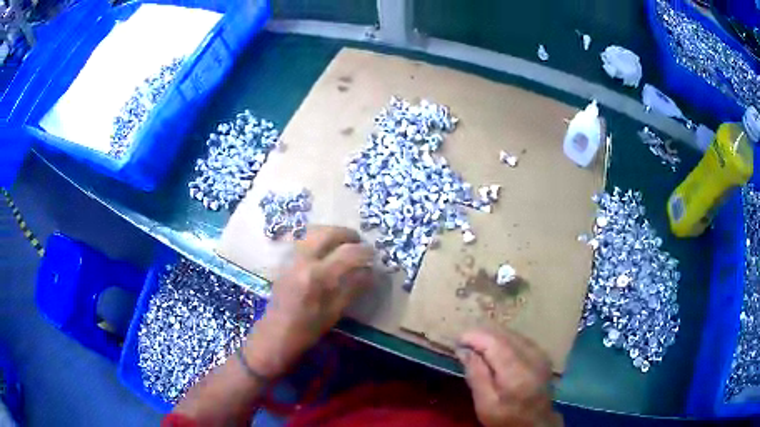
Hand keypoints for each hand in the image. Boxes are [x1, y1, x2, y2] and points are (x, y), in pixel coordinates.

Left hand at [244, 226, 373, 378]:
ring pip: (313, 231)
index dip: (364, 251)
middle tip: (358, 242)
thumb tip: (370, 271)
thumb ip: (353, 288)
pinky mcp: (284, 260)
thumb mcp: (335, 312)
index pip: (347, 252)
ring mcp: (291, 258)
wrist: (276, 334)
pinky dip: (317, 237)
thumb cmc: (307, 329)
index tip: (374, 255)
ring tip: (343, 243)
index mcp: (317, 276)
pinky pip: (302, 239)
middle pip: (327, 233)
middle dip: (346, 234)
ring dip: (331, 232)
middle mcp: (303, 260)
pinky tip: (324, 248)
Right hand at [457, 329, 560, 426]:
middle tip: (462, 341)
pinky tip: (494, 347)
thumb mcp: (485, 404)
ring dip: (492, 335)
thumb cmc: (506, 418)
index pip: (494, 343)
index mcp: (517, 373)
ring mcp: (540, 353)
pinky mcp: (542, 354)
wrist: (535, 423)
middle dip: (482, 334)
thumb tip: (463, 349)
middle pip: (504, 335)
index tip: (456, 340)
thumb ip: (476, 375)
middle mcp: (532, 357)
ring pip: (512, 333)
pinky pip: (520, 338)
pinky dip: (504, 339)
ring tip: (475, 343)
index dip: (474, 337)